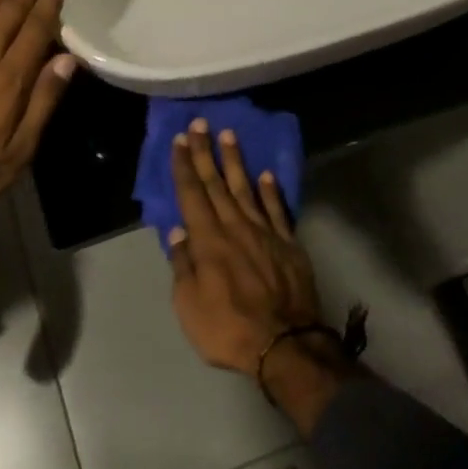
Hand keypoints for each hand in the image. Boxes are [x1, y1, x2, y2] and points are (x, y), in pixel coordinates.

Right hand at [167, 120, 323, 373]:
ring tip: (229, 135)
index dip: (185, 166)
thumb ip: (183, 266)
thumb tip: (178, 233)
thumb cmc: (228, 328)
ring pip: (246, 188)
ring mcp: (265, 232)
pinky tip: (266, 175)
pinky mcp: (288, 244)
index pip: (192, 194)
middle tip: (201, 123)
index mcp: (208, 240)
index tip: (180, 140)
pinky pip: (278, 210)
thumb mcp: (189, 306)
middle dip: (206, 152)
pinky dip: (270, 191)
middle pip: (217, 183)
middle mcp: (235, 227)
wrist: (285, 345)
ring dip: (236, 161)